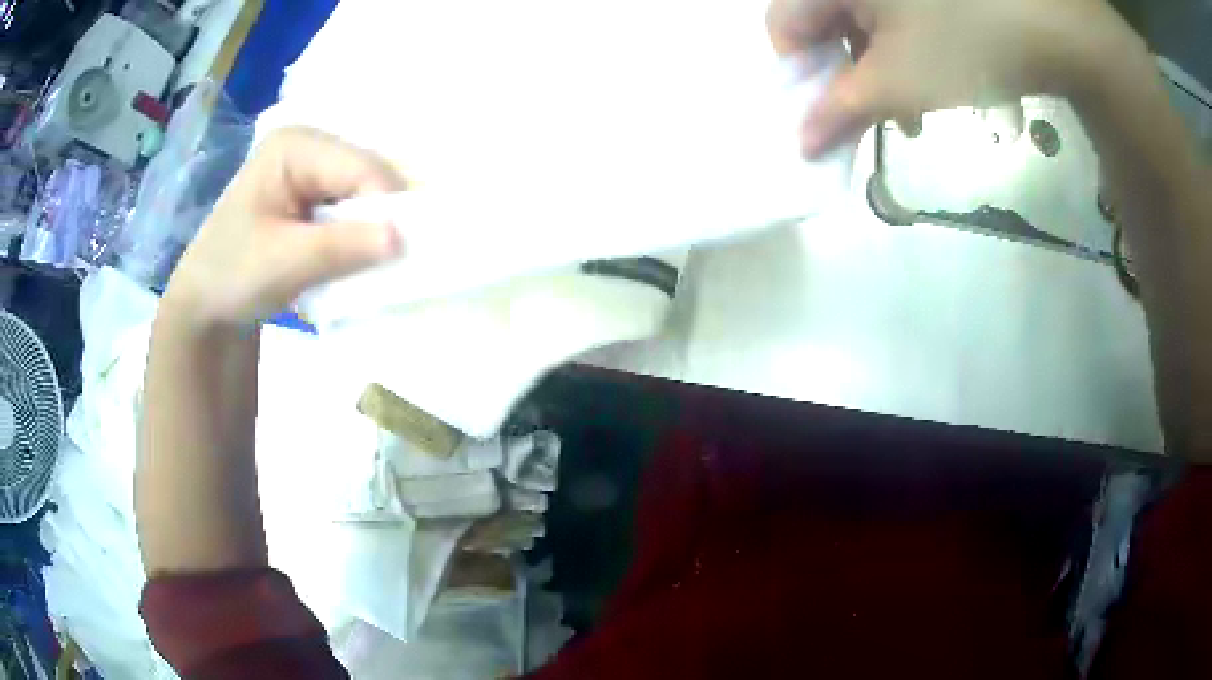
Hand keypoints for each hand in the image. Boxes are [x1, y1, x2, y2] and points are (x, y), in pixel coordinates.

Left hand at [162, 127, 405, 327]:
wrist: (205, 303)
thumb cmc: (231, 276)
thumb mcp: (283, 263)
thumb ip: (341, 247)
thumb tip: (403, 238)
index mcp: (295, 145)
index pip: (361, 167)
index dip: (385, 208)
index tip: (400, 255)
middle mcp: (308, 144)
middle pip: (367, 175)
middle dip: (381, 218)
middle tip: (391, 262)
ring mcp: (311, 166)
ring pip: (364, 193)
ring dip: (372, 229)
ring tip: (373, 263)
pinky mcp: (312, 191)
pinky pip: (352, 206)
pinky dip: (360, 234)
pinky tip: (357, 256)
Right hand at [767, 0, 1127, 156]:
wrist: (1053, 22)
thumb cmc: (967, 43)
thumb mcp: (899, 82)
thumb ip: (839, 111)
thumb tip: (802, 143)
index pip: (784, 25)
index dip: (802, 74)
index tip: (831, 112)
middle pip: (825, 20)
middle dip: (850, 73)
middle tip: (882, 115)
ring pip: (865, 18)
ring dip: (883, 65)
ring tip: (917, 105)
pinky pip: (897, 10)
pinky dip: (908, 44)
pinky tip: (934, 70)